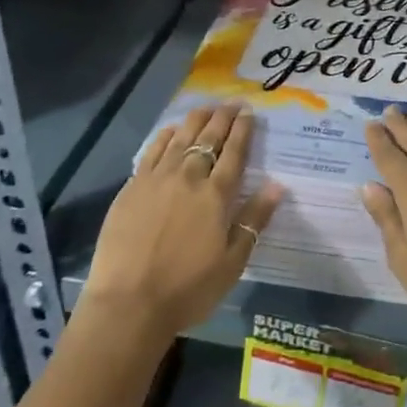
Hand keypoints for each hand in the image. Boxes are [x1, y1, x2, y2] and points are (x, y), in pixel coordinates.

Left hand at [84, 104, 283, 341]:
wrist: (129, 303)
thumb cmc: (188, 289)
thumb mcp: (232, 262)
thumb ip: (254, 219)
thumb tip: (277, 184)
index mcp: (216, 195)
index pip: (234, 152)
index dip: (243, 129)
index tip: (249, 112)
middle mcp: (189, 177)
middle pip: (209, 138)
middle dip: (223, 117)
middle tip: (232, 102)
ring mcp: (158, 178)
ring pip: (181, 137)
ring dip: (196, 119)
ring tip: (206, 107)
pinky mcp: (133, 186)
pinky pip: (153, 150)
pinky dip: (165, 135)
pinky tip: (171, 129)